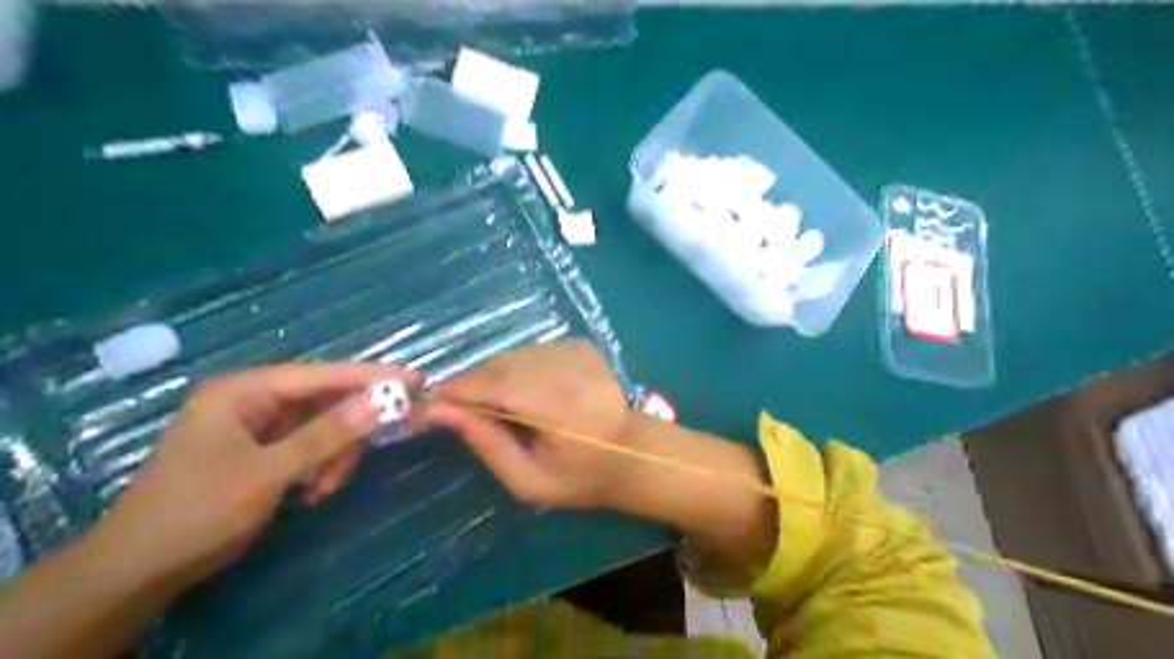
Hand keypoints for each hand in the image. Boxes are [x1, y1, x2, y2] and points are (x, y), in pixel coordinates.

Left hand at [96, 363, 416, 589]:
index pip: (322, 374)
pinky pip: (308, 446)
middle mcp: (252, 399)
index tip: (415, 379)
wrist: (138, 570)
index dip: (371, 377)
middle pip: (324, 400)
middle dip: (349, 429)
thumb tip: (380, 402)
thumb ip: (326, 435)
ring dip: (333, 455)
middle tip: (377, 446)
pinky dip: (319, 466)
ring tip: (325, 488)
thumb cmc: (198, 512)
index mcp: (244, 391)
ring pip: (321, 426)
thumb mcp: (268, 473)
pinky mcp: (261, 450)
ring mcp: (256, 425)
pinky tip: (312, 491)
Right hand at [427, 339, 638, 510]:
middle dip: (474, 388)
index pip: (489, 386)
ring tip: (507, 409)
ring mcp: (574, 350)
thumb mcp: (527, 480)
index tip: (429, 409)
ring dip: (497, 378)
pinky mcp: (580, 344)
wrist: (633, 453)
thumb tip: (439, 412)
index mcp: (556, 407)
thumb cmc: (580, 478)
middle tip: (471, 416)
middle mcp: (565, 368)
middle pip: (497, 366)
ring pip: (512, 356)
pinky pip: (531, 351)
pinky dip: (520, 369)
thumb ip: (486, 443)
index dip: (453, 394)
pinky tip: (534, 393)